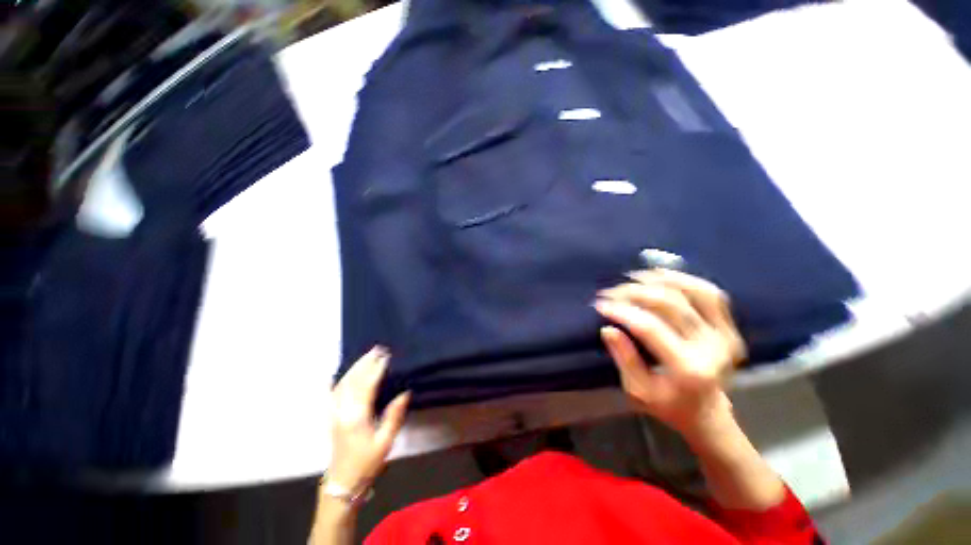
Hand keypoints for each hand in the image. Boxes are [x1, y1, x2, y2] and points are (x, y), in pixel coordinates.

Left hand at [328, 347, 409, 492]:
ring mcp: (334, 413)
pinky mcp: (331, 417)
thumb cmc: (367, 462)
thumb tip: (404, 392)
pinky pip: (331, 394)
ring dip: (354, 368)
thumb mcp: (385, 442)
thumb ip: (394, 416)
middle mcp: (343, 411)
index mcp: (357, 417)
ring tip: (366, 355)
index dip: (377, 369)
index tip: (386, 356)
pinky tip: (336, 374)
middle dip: (365, 363)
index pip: (367, 386)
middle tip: (378, 349)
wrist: (344, 482)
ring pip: (342, 384)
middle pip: (353, 381)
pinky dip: (335, 381)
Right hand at [595, 269, 746, 438]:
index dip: (622, 312)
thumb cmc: (667, 404)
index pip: (650, 328)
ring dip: (661, 280)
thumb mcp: (638, 390)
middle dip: (635, 293)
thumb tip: (608, 328)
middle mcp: (713, 349)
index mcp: (689, 369)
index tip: (600, 305)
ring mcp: (725, 335)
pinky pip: (711, 294)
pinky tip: (662, 276)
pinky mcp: (730, 328)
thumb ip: (624, 358)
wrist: (707, 413)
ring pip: (694, 292)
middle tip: (611, 291)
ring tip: (634, 277)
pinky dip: (685, 280)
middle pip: (671, 305)